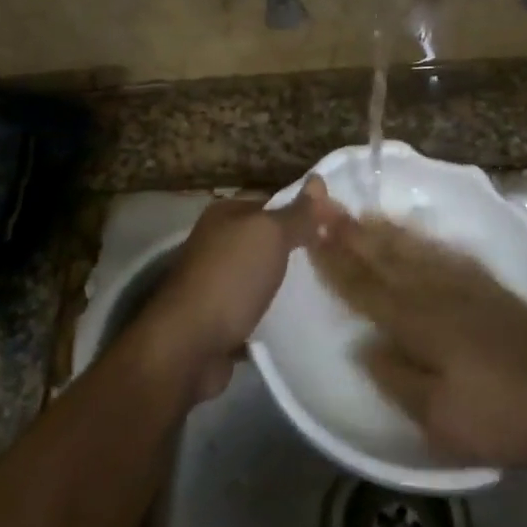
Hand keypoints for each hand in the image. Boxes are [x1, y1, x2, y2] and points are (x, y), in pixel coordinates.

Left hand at [139, 177, 343, 400]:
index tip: (338, 226)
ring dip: (287, 283)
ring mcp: (216, 282)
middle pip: (268, 240)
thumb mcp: (270, 235)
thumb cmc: (230, 278)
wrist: (188, 347)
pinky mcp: (220, 319)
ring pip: (262, 275)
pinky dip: (274, 313)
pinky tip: (300, 319)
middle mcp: (217, 243)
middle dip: (298, 248)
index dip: (306, 211)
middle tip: (337, 258)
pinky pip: (256, 308)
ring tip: (326, 287)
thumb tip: (318, 179)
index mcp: (225, 214)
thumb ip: (297, 212)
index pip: (274, 203)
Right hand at [309, 215, 526, 468]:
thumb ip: (397, 378)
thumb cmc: (502, 416)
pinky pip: (445, 254)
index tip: (311, 236)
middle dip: (352, 235)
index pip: (367, 289)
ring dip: (383, 232)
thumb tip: (364, 346)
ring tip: (361, 214)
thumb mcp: (440, 418)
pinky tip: (416, 233)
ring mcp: (466, 286)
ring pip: (414, 251)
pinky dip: (423, 240)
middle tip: (325, 207)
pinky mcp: (490, 288)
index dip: (337, 263)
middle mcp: (438, 294)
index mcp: (419, 323)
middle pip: (386, 260)